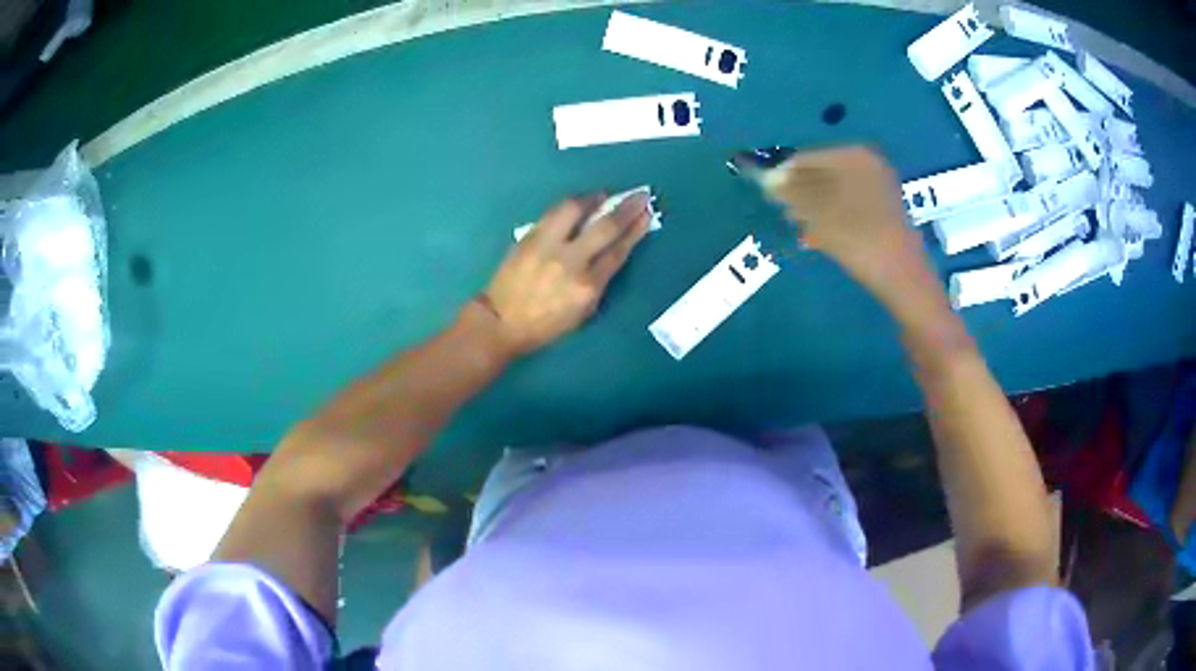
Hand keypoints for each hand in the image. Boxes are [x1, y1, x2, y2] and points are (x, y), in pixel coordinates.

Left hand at [478, 193, 650, 356]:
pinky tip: (579, 203)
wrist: (502, 321)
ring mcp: (547, 246)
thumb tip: (613, 250)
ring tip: (604, 194)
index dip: (635, 230)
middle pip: (605, 227)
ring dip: (594, 198)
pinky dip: (570, 205)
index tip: (647, 215)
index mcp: (587, 287)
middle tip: (639, 196)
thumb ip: (599, 281)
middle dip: (626, 209)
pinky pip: (553, 213)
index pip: (618, 251)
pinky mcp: (529, 237)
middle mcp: (570, 262)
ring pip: (574, 210)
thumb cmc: (546, 325)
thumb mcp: (583, 312)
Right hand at [759, 146, 933, 311]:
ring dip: (815, 205)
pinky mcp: (884, 208)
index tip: (769, 195)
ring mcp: (879, 186)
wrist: (901, 276)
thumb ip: (791, 192)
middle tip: (785, 212)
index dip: (785, 176)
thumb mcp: (818, 213)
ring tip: (801, 226)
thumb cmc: (858, 238)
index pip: (807, 159)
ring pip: (835, 190)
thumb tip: (768, 178)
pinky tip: (821, 233)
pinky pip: (850, 203)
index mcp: (853, 156)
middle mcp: (868, 163)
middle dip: (801, 191)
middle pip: (822, 172)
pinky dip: (833, 214)